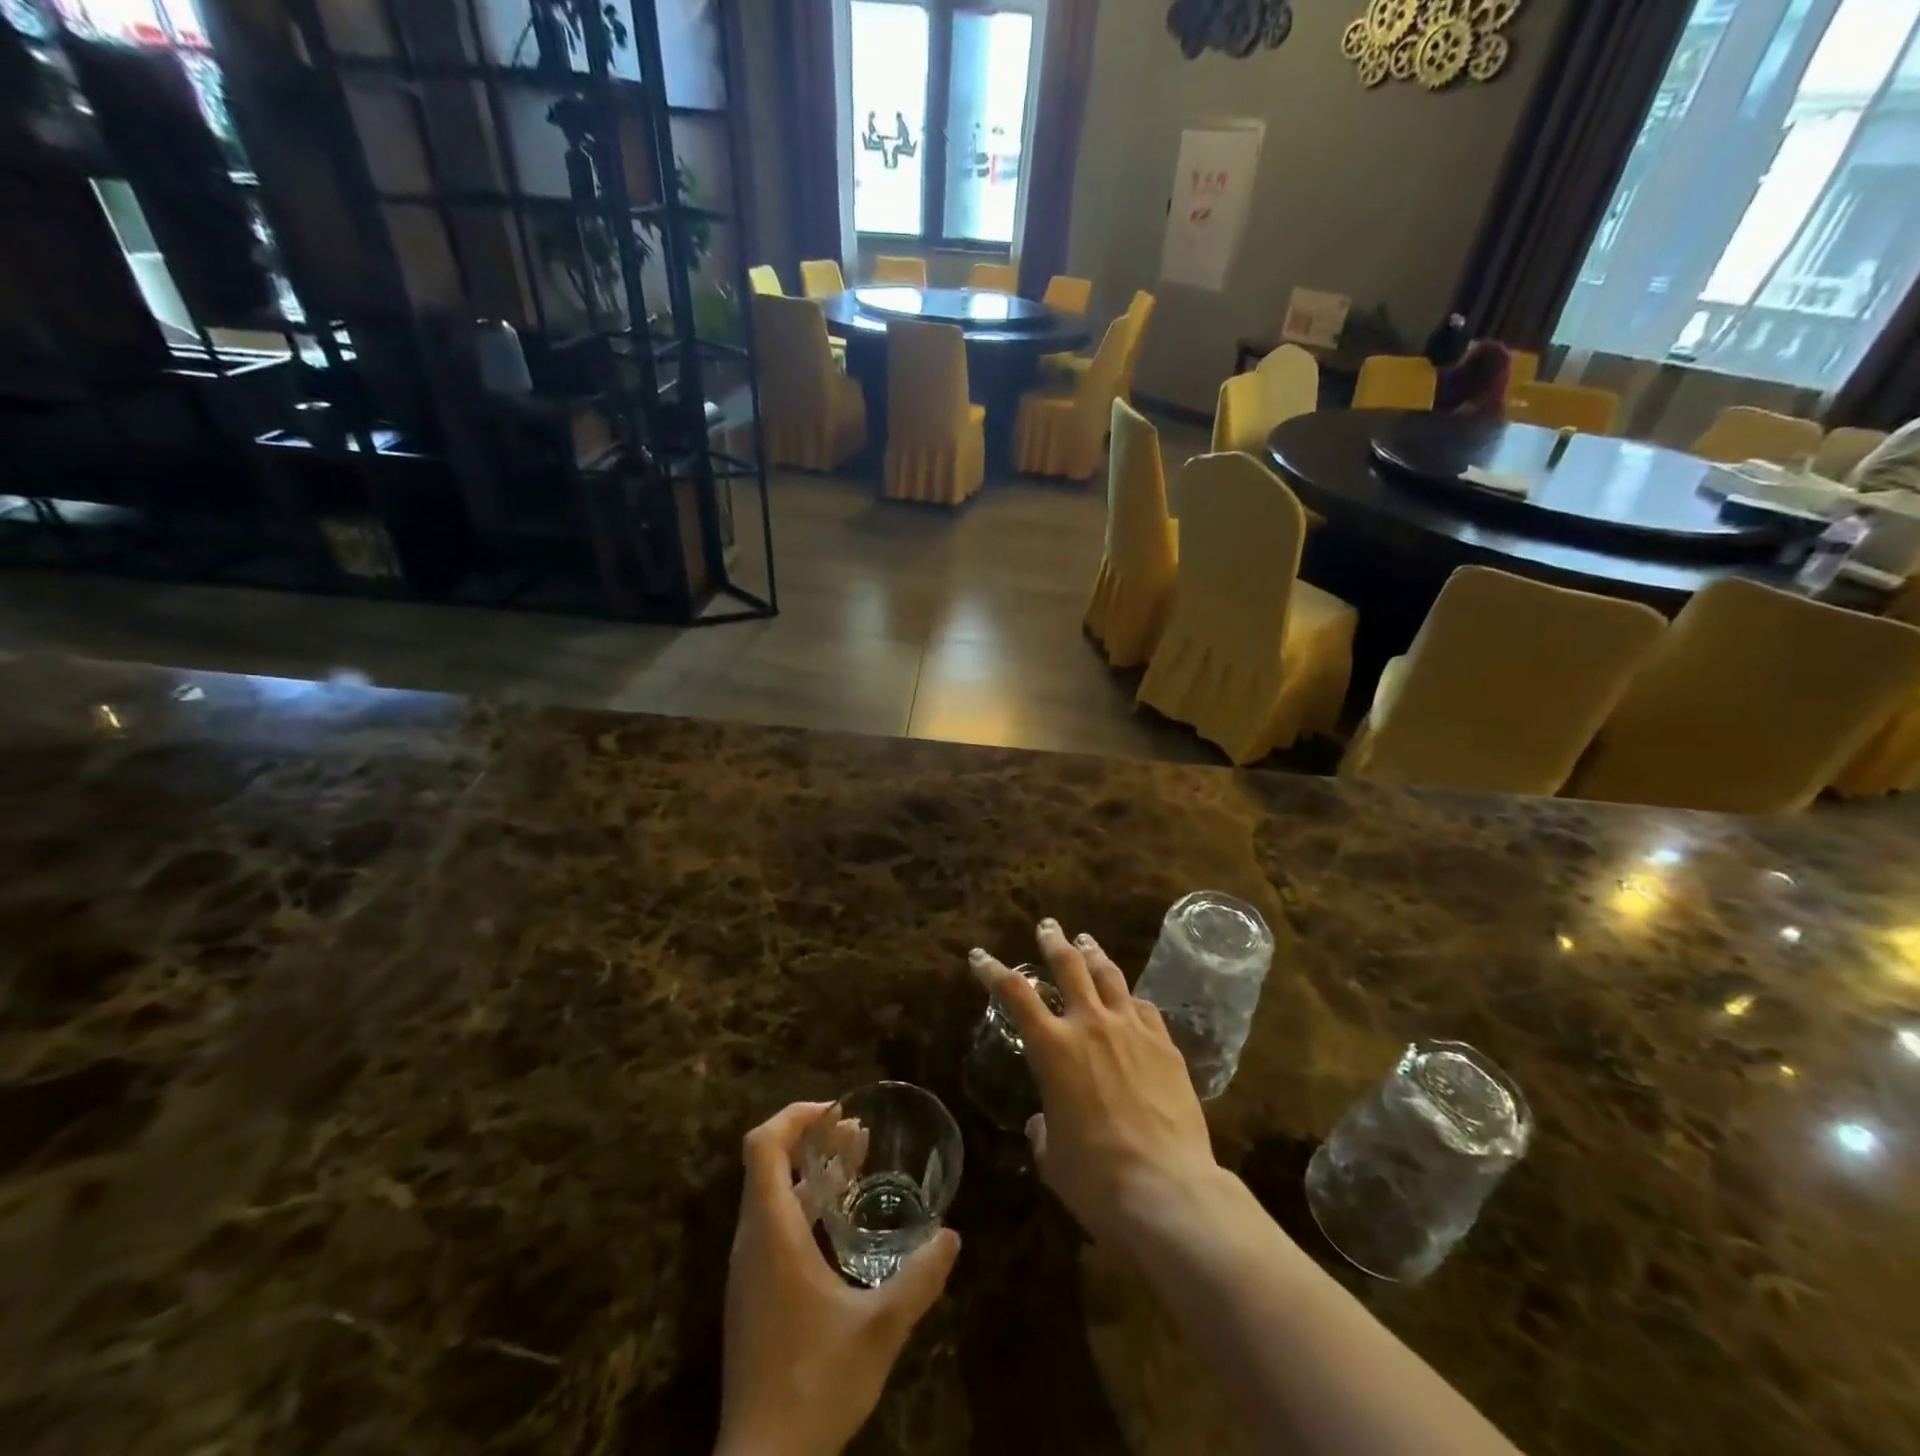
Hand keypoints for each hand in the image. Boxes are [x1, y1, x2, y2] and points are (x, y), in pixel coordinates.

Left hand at [718, 1103, 959, 1455]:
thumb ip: (918, 1281)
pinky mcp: (753, 1293)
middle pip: (767, 1163)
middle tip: (859, 1132)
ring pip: (772, 1194)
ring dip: (811, 1170)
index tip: (837, 1112)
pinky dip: (805, 1202)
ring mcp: (749, 1269)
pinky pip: (774, 1223)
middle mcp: (752, 1240)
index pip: (762, 1146)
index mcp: (772, 1234)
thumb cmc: (813, 1386)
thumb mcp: (878, 1332)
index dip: (794, 1116)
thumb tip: (951, 1236)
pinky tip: (842, 1220)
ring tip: (856, 1161)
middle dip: (812, 1137)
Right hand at [969, 921, 1218, 1249]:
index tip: (980, 955)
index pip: (1014, 993)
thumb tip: (1045, 1121)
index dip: (993, 970)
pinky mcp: (1166, 1045)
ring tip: (1086, 941)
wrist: (1168, 1189)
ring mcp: (1132, 1030)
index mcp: (1053, 1048)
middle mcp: (1090, 1025)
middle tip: (1047, 926)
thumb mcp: (1053, 1157)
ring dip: (1094, 954)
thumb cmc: (1097, 1178)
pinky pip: (1144, 1007)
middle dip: (1054, 941)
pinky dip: (1129, 998)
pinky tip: (1130, 999)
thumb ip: (1044, 1130)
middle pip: (1069, 965)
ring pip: (1110, 975)